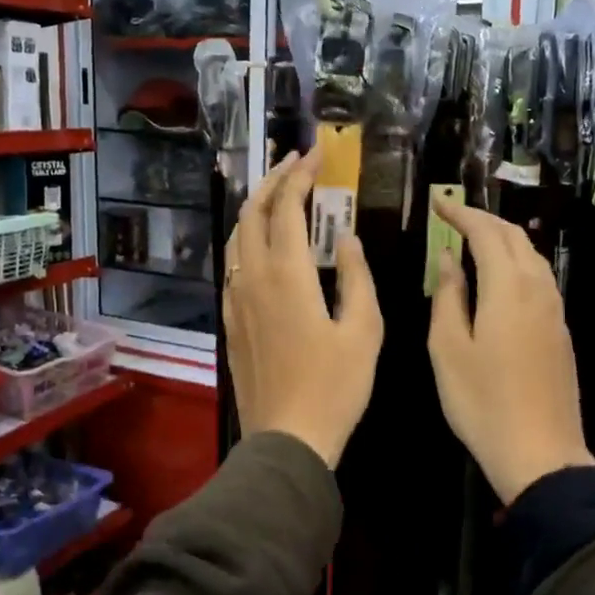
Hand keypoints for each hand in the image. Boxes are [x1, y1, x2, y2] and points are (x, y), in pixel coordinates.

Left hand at [224, 149, 382, 467]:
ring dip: (255, 207)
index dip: (299, 176)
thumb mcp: (364, 331)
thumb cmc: (335, 387)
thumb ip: (357, 278)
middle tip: (294, 163)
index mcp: (287, 275)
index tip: (315, 156)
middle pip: (252, 213)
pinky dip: (246, 239)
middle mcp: (252, 278)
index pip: (286, 208)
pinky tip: (262, 244)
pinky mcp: (230, 320)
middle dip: (272, 180)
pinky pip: (232, 264)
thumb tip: (347, 240)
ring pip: (236, 237)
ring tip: (277, 193)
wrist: (287, 438)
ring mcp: (236, 299)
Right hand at [427, 197, 594, 503]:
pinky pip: (540, 278)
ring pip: (532, 256)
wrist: (540, 453)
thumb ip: (448, 297)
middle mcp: (537, 290)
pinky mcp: (560, 331)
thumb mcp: (448, 349)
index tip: (438, 203)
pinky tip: (500, 277)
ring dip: (504, 239)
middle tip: (453, 217)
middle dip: (484, 220)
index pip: (485, 233)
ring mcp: (554, 310)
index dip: (461, 214)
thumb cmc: (482, 402)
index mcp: (507, 289)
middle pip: (515, 237)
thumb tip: (448, 260)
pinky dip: (517, 263)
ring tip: (474, 240)